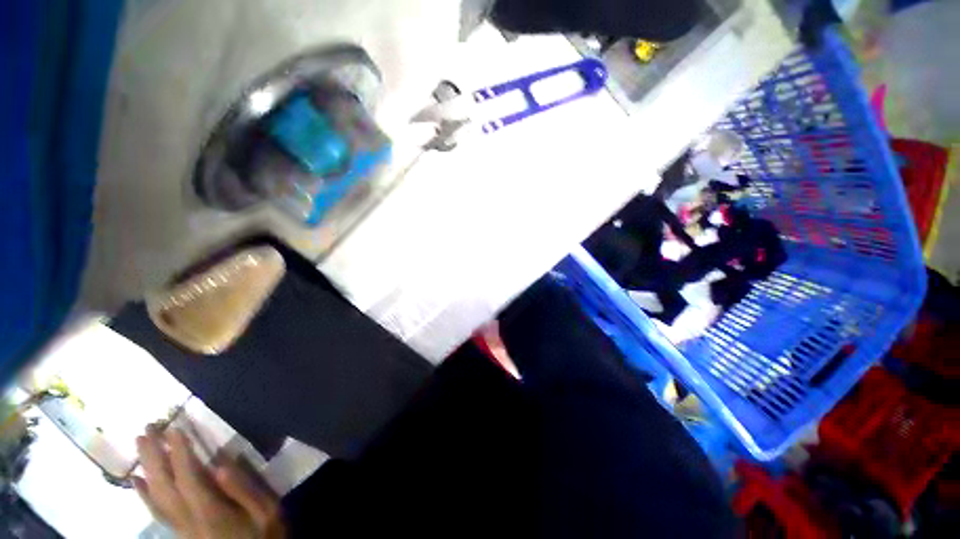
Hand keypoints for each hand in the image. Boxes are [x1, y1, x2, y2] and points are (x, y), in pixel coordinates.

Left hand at [134, 426, 284, 538]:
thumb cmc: (264, 537)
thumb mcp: (267, 513)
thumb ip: (244, 491)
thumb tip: (221, 464)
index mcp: (211, 511)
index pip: (188, 478)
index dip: (180, 452)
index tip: (173, 428)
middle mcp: (188, 518)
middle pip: (164, 485)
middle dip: (154, 455)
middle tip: (147, 428)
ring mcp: (181, 527)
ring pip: (156, 496)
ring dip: (146, 468)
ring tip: (139, 444)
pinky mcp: (180, 531)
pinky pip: (157, 510)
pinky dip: (144, 493)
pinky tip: (137, 480)